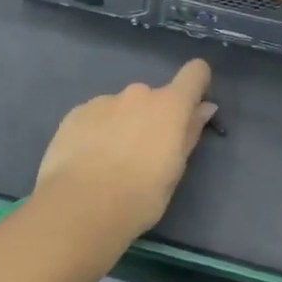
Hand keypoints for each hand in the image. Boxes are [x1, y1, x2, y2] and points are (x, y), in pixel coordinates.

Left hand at [30, 59, 216, 243]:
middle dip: (152, 118)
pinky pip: (95, 116)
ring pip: (122, 107)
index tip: (192, 106)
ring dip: (122, 124)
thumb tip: (204, 107)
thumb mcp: (174, 171)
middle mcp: (138, 94)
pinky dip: (96, 131)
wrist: (79, 207)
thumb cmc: (139, 196)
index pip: (194, 73)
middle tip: (143, 154)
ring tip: (109, 162)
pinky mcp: (76, 113)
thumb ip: (189, 133)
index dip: (197, 84)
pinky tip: (87, 160)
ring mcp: (104, 100)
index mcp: (169, 106)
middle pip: (154, 97)